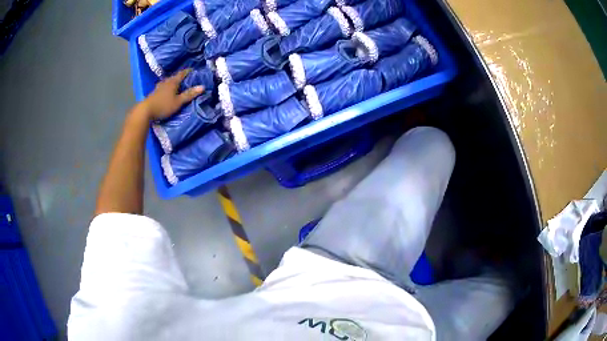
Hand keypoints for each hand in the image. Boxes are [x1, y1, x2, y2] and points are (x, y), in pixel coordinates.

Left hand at [138, 69, 204, 120]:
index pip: (182, 73)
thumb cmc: (163, 106)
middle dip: (181, 77)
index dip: (188, 71)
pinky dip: (167, 87)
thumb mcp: (178, 102)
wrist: (145, 111)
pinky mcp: (154, 93)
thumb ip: (189, 94)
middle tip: (187, 79)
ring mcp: (159, 87)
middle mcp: (166, 82)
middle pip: (174, 77)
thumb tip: (202, 87)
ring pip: (168, 82)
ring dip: (173, 82)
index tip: (194, 70)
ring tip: (177, 85)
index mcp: (173, 82)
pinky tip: (167, 91)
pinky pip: (163, 87)